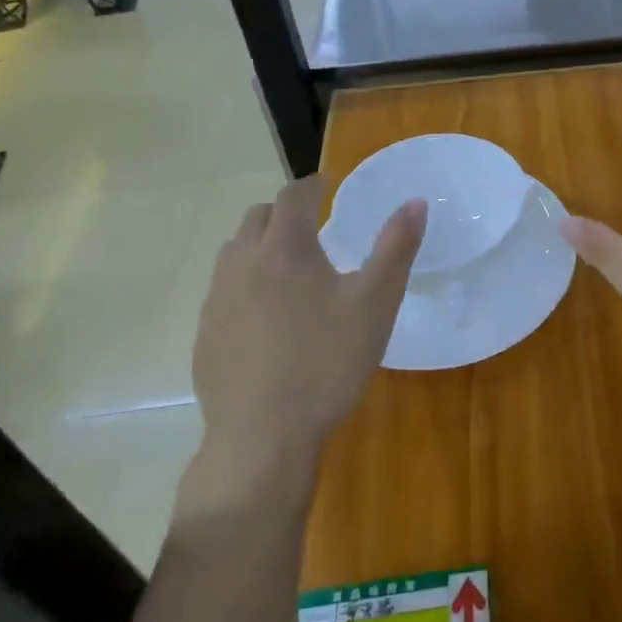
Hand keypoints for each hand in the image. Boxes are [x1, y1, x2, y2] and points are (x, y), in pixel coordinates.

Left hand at [187, 176, 425, 500]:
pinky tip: (267, 318)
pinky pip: (224, 291)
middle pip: (256, 218)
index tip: (327, 184)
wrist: (262, 436)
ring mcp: (217, 301)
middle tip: (312, 226)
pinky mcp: (205, 335)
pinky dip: (245, 284)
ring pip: (234, 253)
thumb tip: (416, 202)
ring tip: (289, 268)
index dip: (312, 184)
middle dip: (283, 212)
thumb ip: (397, 247)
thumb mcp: (376, 302)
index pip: (293, 196)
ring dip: (260, 246)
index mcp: (285, 248)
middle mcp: (242, 263)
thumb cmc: (328, 361)